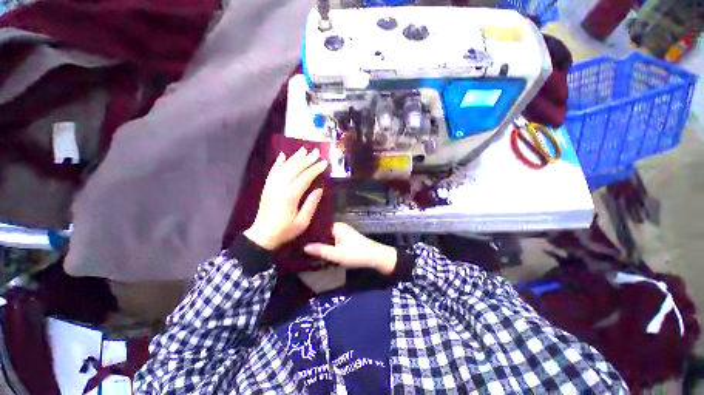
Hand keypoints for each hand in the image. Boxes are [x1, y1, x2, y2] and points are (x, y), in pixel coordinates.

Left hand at [244, 147, 327, 249]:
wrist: (262, 235)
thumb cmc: (285, 230)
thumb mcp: (302, 222)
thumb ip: (311, 204)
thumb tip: (320, 189)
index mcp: (291, 195)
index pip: (305, 177)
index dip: (316, 169)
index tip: (324, 162)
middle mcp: (280, 186)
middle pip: (295, 168)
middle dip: (307, 159)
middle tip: (316, 151)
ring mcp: (272, 185)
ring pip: (284, 167)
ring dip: (295, 157)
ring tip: (303, 149)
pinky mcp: (267, 187)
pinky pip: (273, 171)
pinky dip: (278, 162)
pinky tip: (283, 155)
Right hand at [304, 223, 396, 274]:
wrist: (376, 257)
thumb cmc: (357, 254)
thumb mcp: (337, 254)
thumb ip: (321, 250)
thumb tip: (304, 247)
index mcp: (336, 226)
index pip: (318, 227)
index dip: (308, 234)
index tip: (297, 240)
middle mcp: (339, 228)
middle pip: (322, 233)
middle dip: (313, 241)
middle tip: (299, 249)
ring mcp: (343, 234)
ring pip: (327, 239)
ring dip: (320, 246)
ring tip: (305, 252)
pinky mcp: (346, 241)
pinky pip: (332, 242)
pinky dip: (327, 248)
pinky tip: (319, 254)